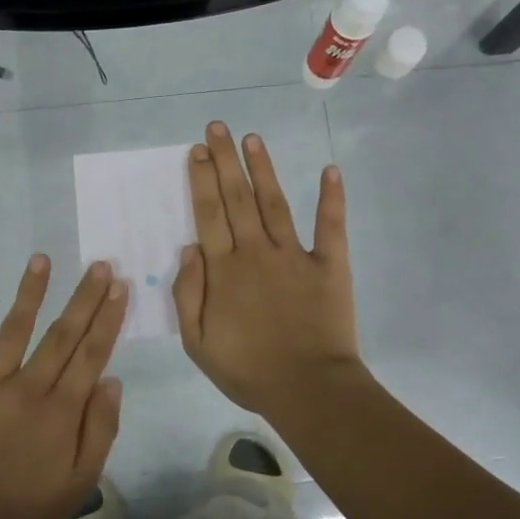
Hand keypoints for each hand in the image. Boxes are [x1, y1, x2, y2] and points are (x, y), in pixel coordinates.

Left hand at [0, 255, 127, 518]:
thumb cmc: (25, 514)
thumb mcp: (79, 484)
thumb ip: (99, 430)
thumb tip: (112, 380)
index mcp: (61, 411)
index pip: (92, 354)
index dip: (108, 318)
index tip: (120, 287)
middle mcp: (27, 388)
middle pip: (62, 335)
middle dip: (83, 298)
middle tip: (98, 265)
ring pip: (12, 331)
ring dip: (28, 293)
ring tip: (41, 260)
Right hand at [172, 122, 363, 419]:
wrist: (309, 390)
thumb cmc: (248, 370)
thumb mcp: (197, 343)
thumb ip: (187, 294)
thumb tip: (189, 249)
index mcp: (224, 271)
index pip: (208, 215)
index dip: (200, 181)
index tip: (195, 152)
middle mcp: (257, 252)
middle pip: (237, 198)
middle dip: (224, 161)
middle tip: (217, 128)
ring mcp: (295, 255)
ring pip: (275, 203)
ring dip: (263, 169)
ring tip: (252, 139)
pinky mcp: (330, 265)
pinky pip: (331, 226)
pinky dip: (332, 198)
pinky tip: (330, 171)